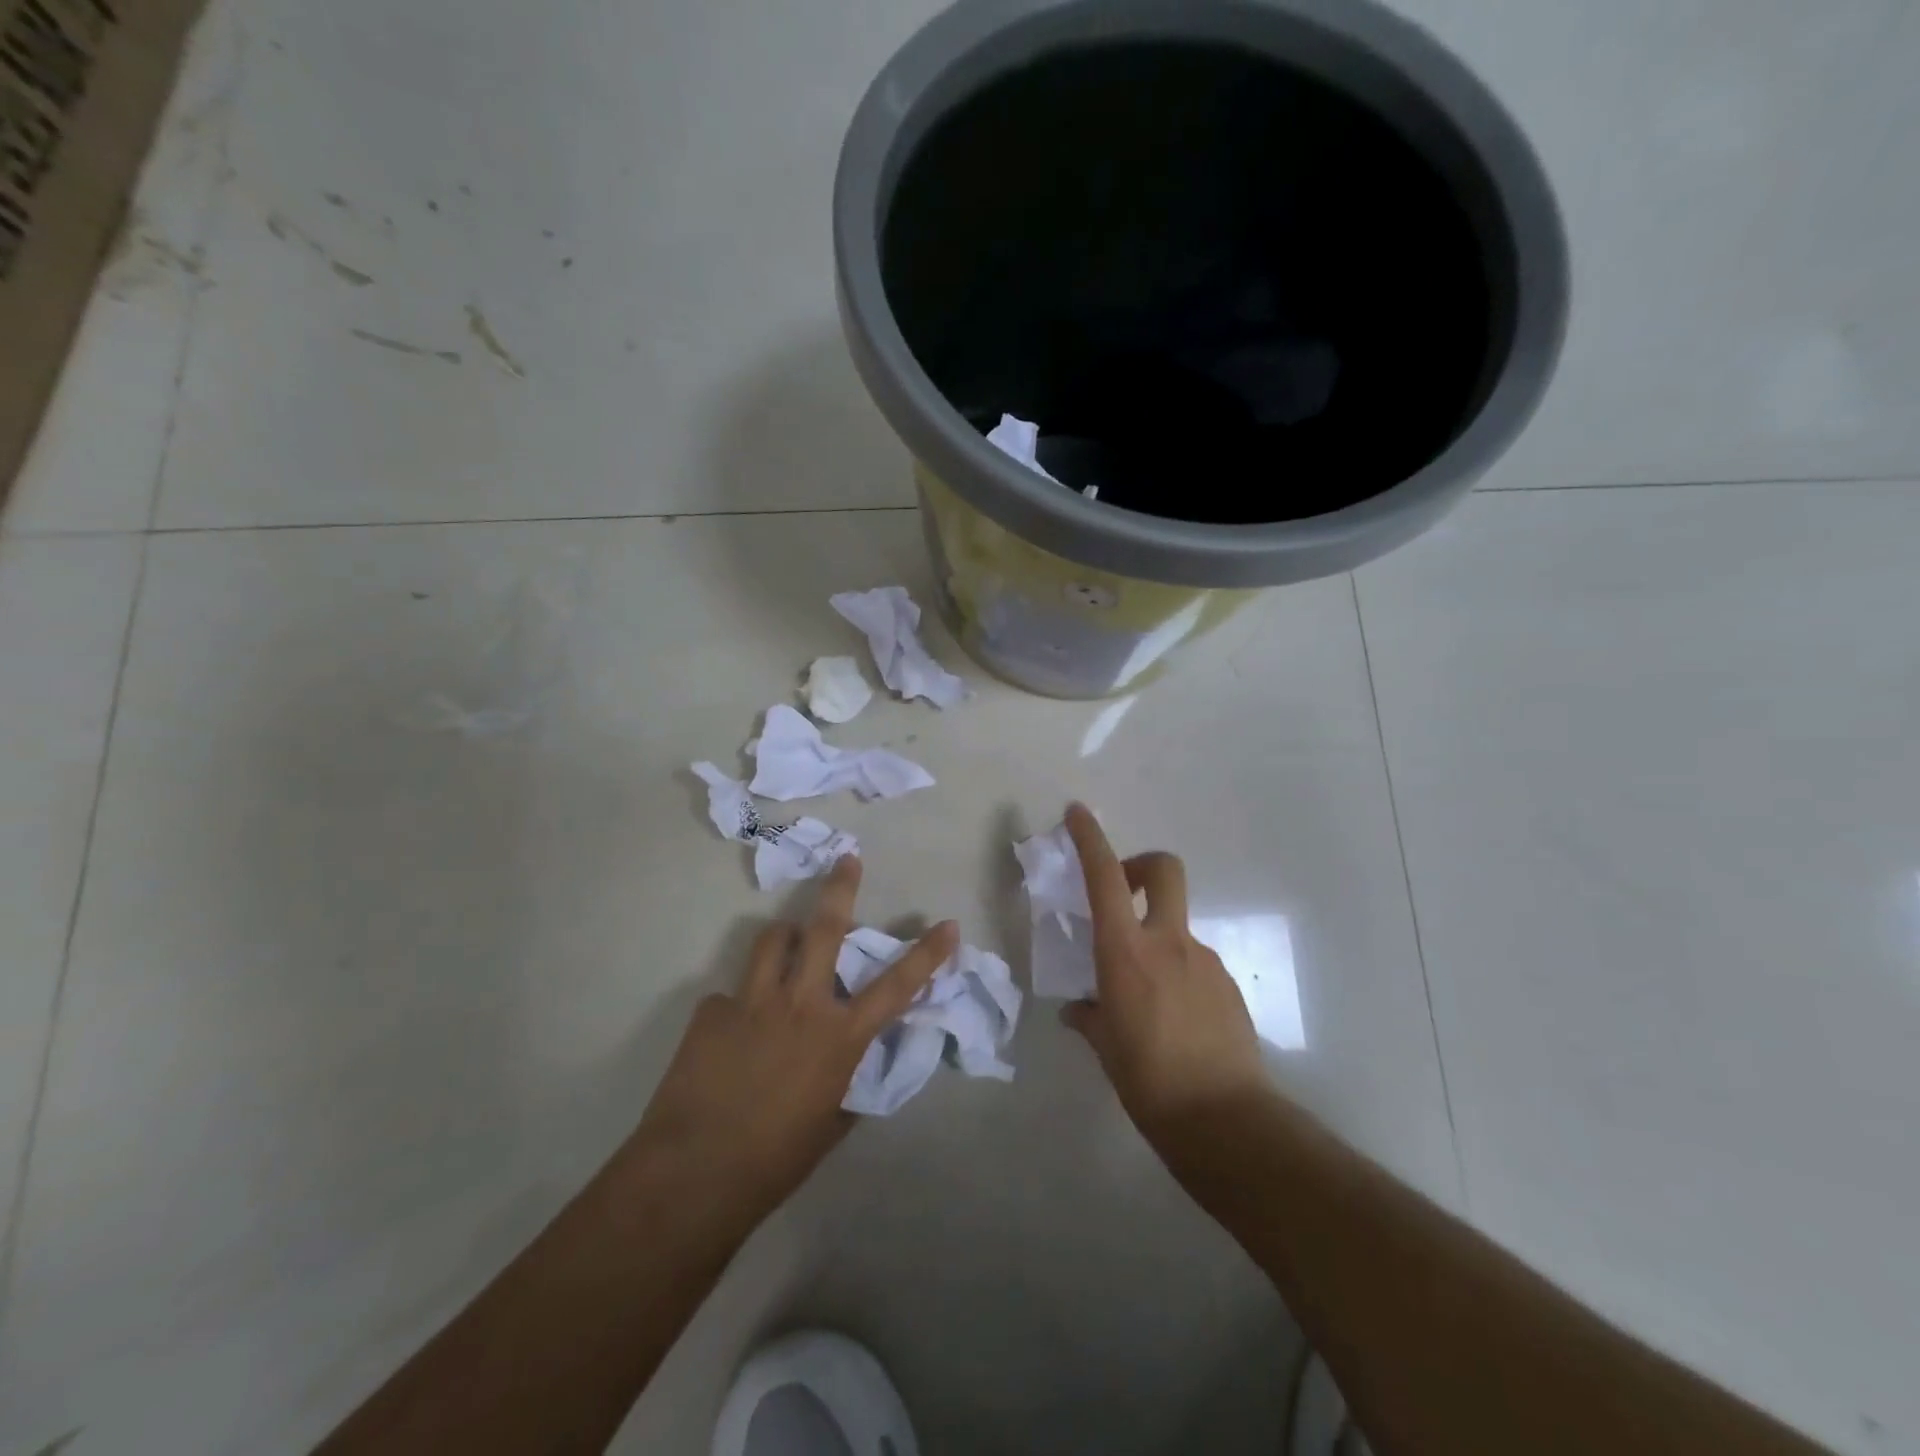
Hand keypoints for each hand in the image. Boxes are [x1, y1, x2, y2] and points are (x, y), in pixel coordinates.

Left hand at [631, 857, 956, 1224]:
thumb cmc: (775, 1160)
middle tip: (847, 859)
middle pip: (824, 930)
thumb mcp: (829, 1123)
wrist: (695, 1174)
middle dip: (840, 888)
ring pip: (771, 940)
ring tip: (784, 945)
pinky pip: (730, 995)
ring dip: (783, 937)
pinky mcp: (712, 1012)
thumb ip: (843, 1082)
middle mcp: (801, 1005)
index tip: (948, 925)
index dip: (927, 954)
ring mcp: (753, 1002)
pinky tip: (729, 1038)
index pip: (896, 986)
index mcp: (839, 1037)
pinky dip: (739, 1005)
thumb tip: (845, 1064)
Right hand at [1061, 803, 1269, 1148]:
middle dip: (1142, 865)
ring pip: (1178, 925)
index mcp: (1127, 952)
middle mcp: (1169, 943)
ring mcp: (1205, 961)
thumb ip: (1089, 1017)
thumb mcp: (1106, 1047)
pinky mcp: (1229, 986)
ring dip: (1157, 938)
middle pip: (1164, 870)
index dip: (1090, 839)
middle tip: (1124, 892)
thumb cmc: (1149, 1081)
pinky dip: (1178, 973)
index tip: (1077, 813)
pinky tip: (1174, 1019)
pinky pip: (1195, 963)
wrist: (1226, 1120)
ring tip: (1144, 995)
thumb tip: (1078, 1010)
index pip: (1106, 877)